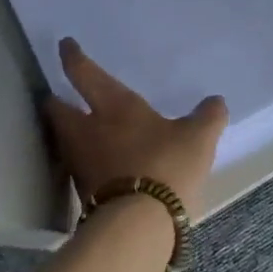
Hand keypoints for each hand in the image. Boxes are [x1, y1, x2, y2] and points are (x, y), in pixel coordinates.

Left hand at [43, 38, 227, 221]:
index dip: (73, 58)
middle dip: (57, 102)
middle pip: (58, 110)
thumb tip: (216, 102)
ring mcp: (81, 164)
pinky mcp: (83, 194)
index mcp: (113, 106)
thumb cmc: (166, 166)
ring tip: (81, 131)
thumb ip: (207, 117)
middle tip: (60, 96)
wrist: (139, 225)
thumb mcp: (198, 138)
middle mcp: (88, 130)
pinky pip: (79, 168)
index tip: (64, 46)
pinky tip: (99, 165)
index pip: (85, 74)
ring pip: (65, 140)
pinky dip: (85, 162)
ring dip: (68, 133)